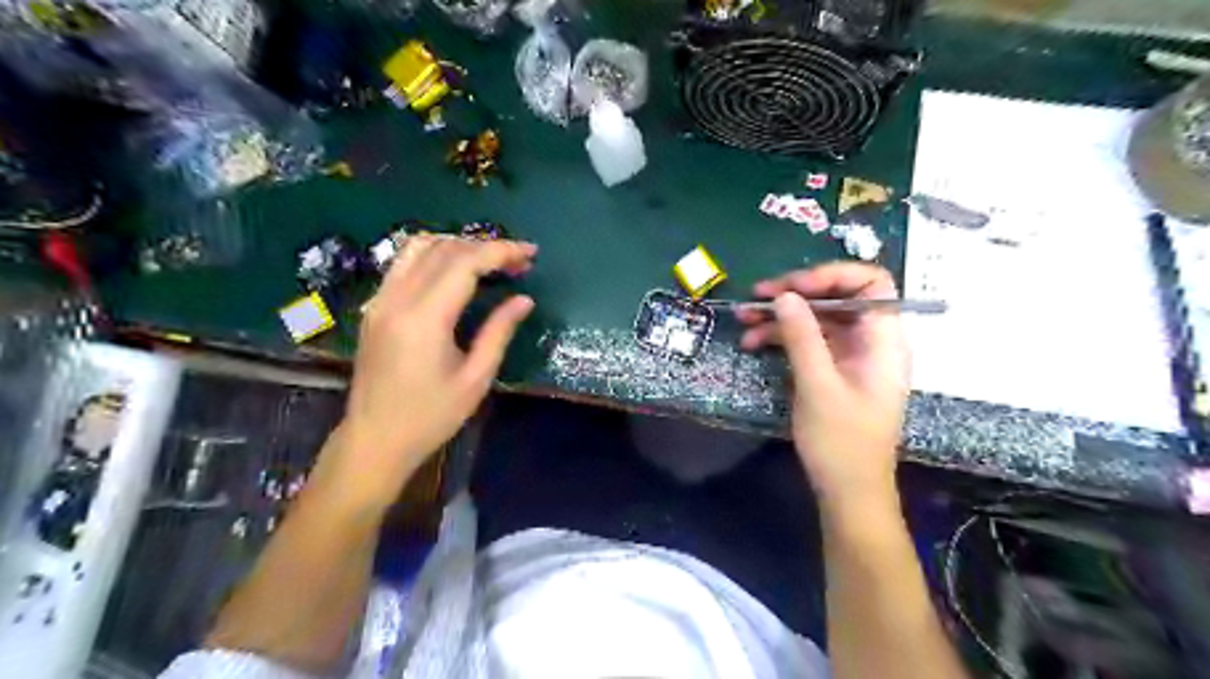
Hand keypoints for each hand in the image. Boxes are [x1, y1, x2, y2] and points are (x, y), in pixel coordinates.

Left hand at [321, 237, 532, 504]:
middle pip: (444, 249)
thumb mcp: (475, 378)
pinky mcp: (375, 307)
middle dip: (486, 246)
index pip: (465, 263)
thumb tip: (524, 299)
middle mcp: (397, 299)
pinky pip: (404, 263)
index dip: (501, 251)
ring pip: (418, 247)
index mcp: (424, 318)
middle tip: (519, 261)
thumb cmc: (430, 417)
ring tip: (489, 260)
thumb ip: (499, 332)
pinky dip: (434, 254)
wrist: (374, 440)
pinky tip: (455, 270)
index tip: (530, 253)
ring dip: (458, 244)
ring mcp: (380, 300)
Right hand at [737, 262, 907, 512]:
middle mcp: (870, 341)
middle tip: (757, 296)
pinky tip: (753, 342)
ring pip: (818, 318)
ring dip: (781, 316)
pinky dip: (782, 337)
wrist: (848, 492)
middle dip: (796, 293)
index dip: (833, 275)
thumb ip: (802, 337)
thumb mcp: (818, 386)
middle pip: (838, 297)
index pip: (871, 283)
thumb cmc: (842, 443)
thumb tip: (784, 295)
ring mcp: (850, 355)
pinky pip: (809, 341)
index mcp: (883, 340)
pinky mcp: (833, 370)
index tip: (793, 286)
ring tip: (744, 319)